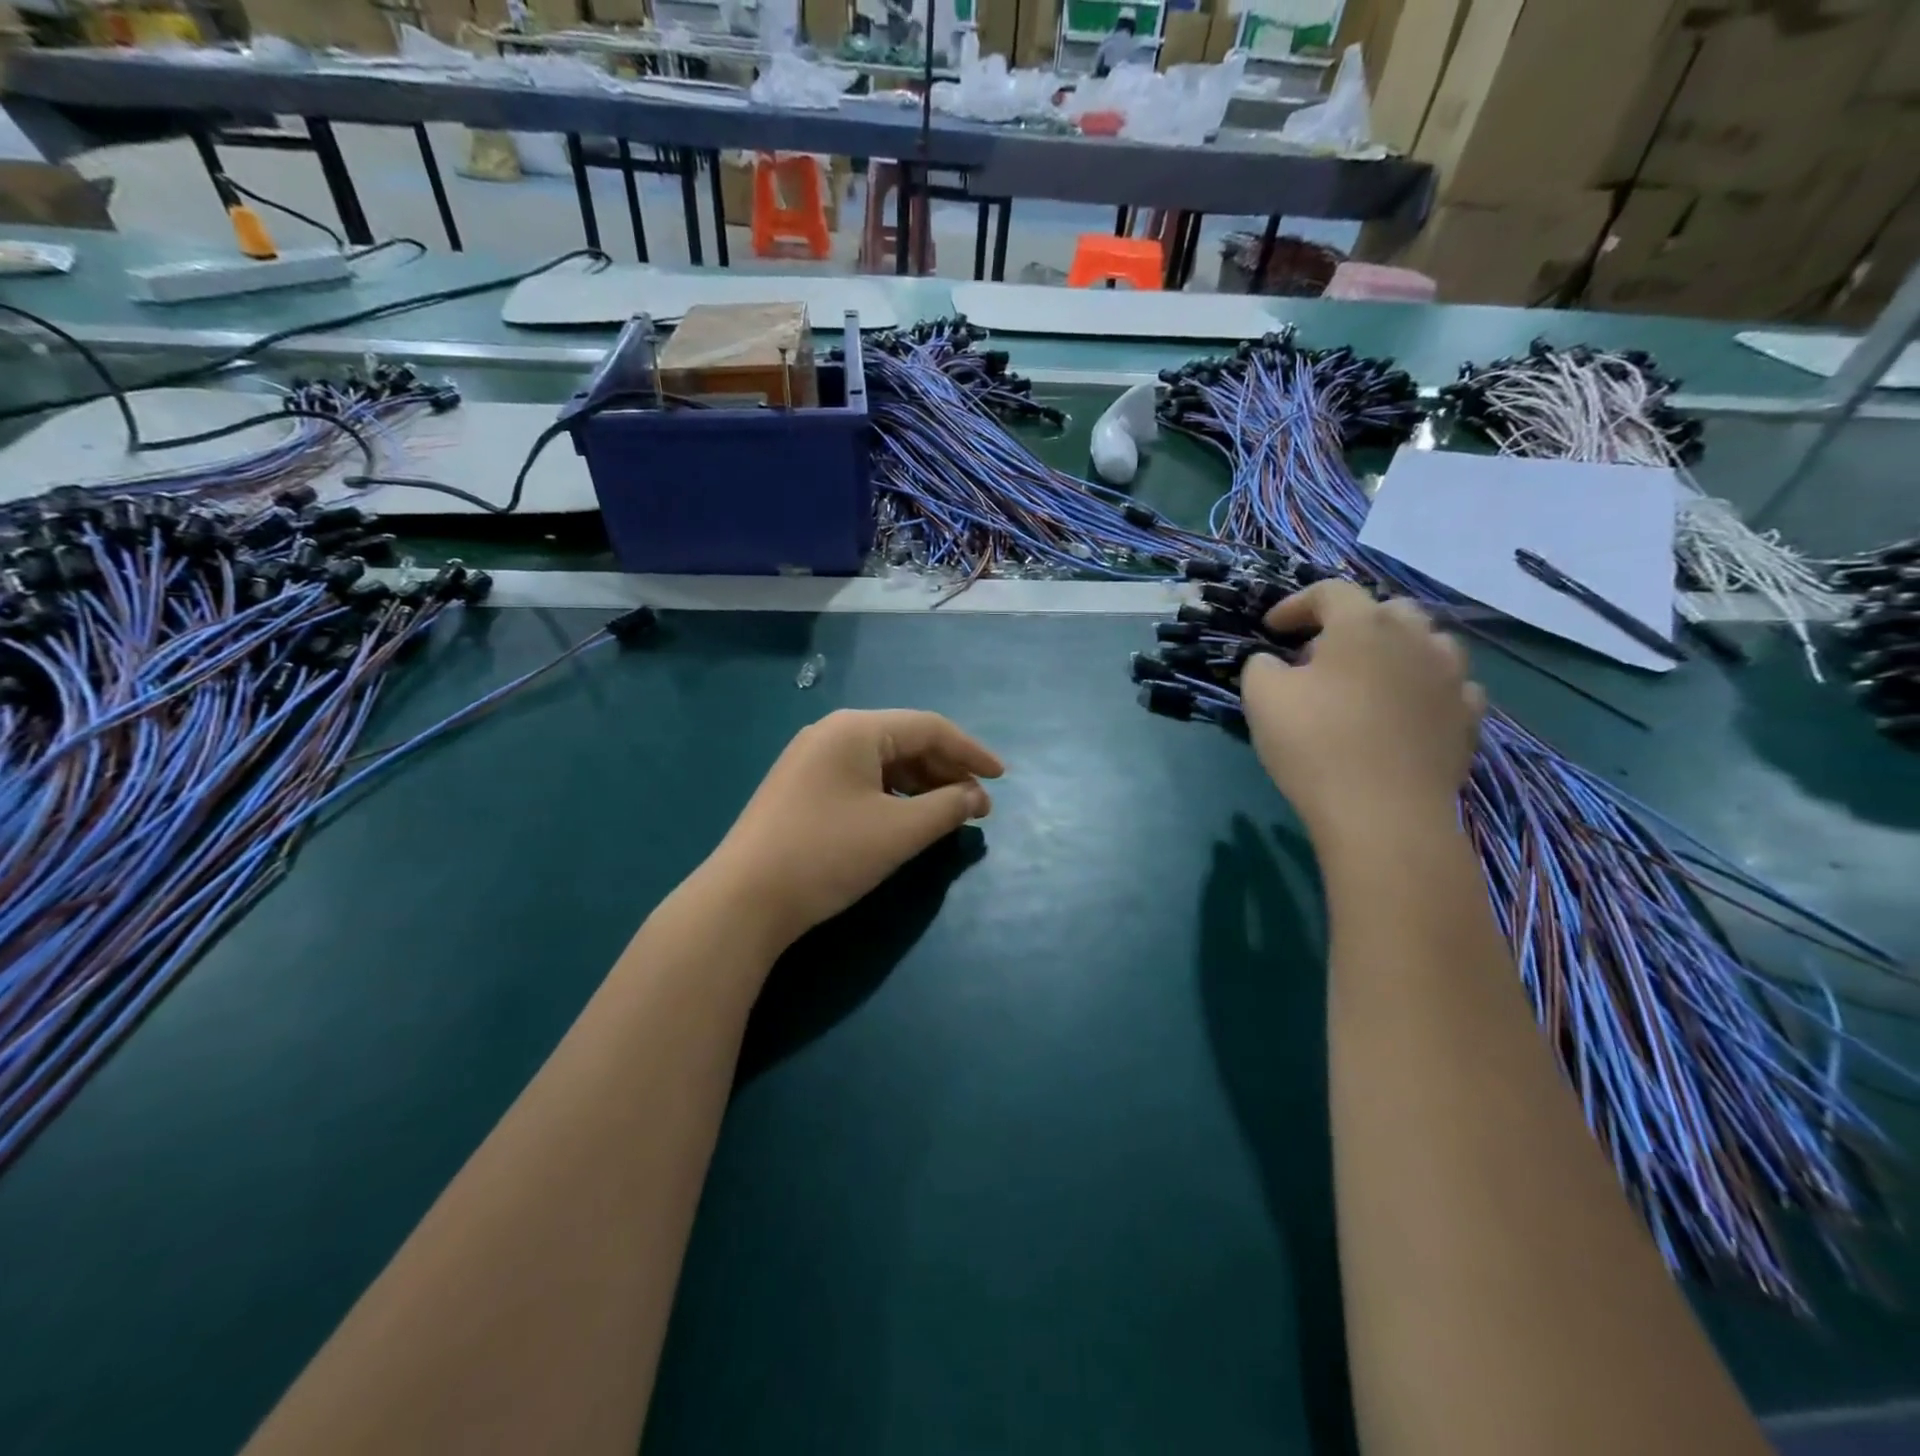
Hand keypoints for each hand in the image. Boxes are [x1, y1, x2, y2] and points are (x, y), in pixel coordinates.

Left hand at [708, 709, 1003, 948]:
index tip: (1003, 779)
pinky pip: (860, 779)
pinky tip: (906, 819)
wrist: (742, 900)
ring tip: (948, 814)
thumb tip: (975, 798)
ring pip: (882, 762)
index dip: (972, 752)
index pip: (930, 728)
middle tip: (977, 805)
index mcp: (856, 728)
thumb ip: (947, 808)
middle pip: (905, 741)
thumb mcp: (898, 832)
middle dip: (947, 771)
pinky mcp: (800, 788)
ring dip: (921, 785)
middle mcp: (831, 732)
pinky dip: (891, 796)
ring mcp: (810, 760)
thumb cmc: (827, 855)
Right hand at [1239, 581, 1484, 840]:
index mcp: (1361, 625)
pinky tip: (1407, 710)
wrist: (1383, 813)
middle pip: (1387, 610)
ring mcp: (1451, 677)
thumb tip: (1274, 661)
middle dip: (1351, 623)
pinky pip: (1450, 686)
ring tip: (1370, 679)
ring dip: (1396, 650)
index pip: (1329, 591)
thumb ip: (1261, 665)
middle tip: (1321, 655)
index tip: (1271, 629)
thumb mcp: (1261, 698)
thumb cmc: (1315, 744)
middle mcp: (1415, 638)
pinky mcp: (1468, 718)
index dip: (1296, 604)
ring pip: (1428, 643)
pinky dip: (1425, 688)